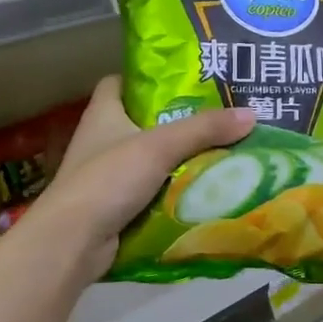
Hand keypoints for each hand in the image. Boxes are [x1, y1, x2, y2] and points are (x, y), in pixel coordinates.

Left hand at [30, 77, 253, 279]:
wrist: (72, 242)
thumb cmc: (108, 179)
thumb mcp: (160, 147)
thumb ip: (203, 130)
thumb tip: (251, 115)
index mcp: (103, 113)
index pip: (119, 82)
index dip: (146, 79)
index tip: (182, 81)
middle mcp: (101, 140)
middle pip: (142, 122)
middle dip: (177, 122)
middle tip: (217, 119)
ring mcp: (106, 176)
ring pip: (149, 160)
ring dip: (178, 159)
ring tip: (221, 152)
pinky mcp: (114, 207)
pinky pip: (151, 192)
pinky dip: (172, 192)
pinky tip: (203, 191)